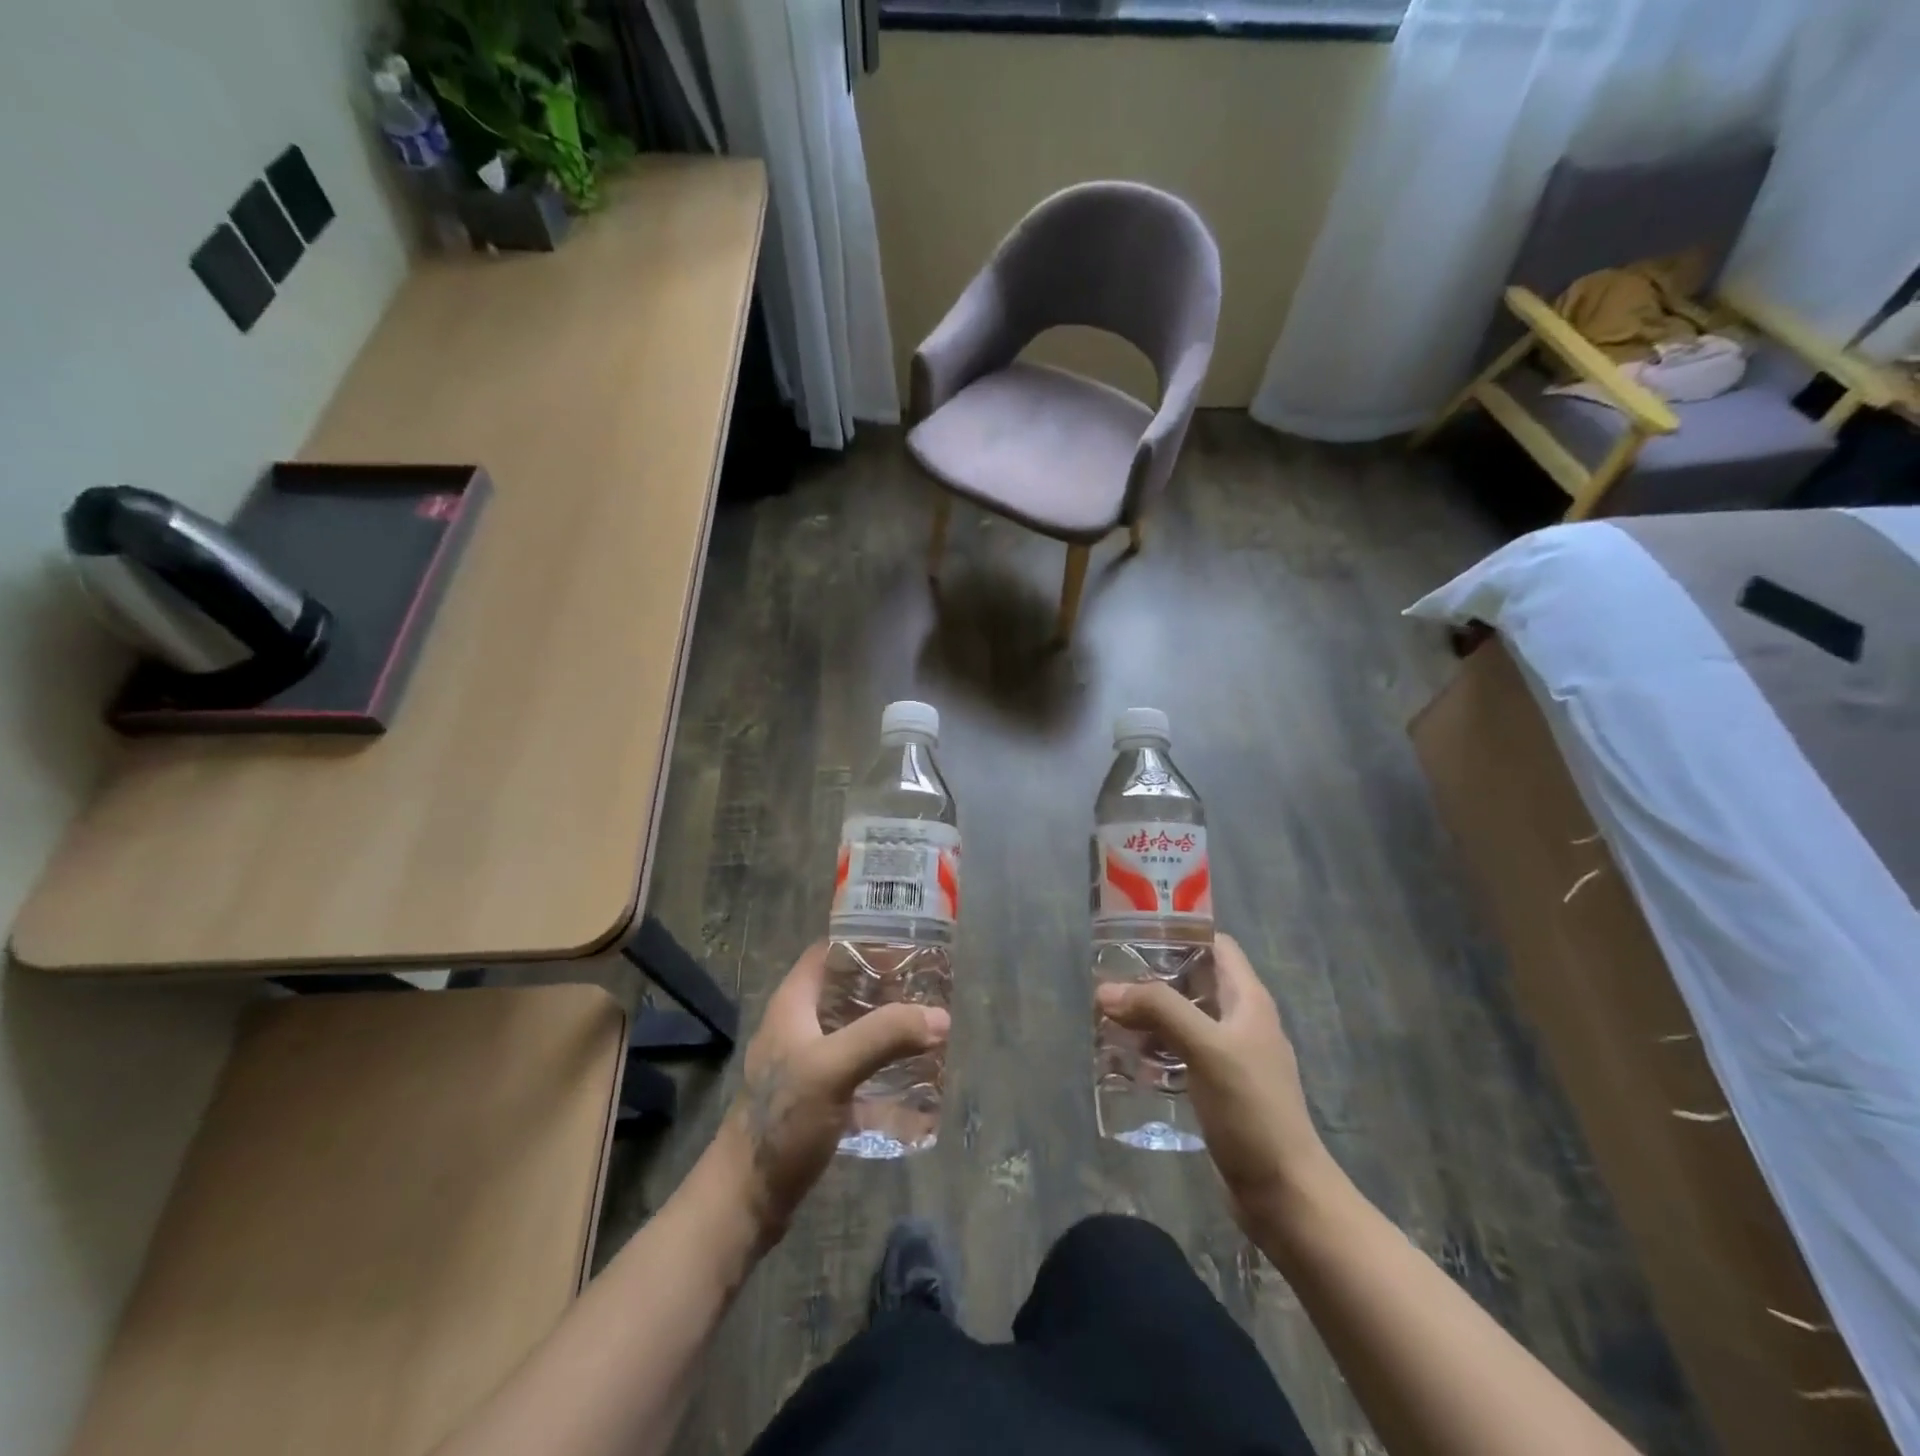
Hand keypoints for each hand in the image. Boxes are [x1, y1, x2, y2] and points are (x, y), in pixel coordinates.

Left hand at [710, 941, 949, 1246]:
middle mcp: (799, 1025)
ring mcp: (808, 1062)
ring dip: (888, 1026)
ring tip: (930, 1026)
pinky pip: (858, 1067)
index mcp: (793, 1004)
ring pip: (854, 1028)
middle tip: (930, 986)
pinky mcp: (818, 1095)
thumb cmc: (782, 1121)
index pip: (829, 951)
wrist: (746, 1200)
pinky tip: (915, 1076)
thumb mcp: (833, 1069)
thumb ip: (884, 1036)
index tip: (909, 942)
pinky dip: (883, 1065)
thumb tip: (940, 1017)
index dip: (865, 940)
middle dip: (887, 986)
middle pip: (847, 989)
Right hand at [1097, 933, 1334, 1231]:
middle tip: (1110, 979)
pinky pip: (1181, 1054)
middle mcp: (1241, 1021)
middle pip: (1193, 981)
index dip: (1180, 932)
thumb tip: (1106, 990)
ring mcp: (1231, 1056)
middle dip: (1153, 977)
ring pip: (1184, 1019)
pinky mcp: (1219, 1088)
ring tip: (1108, 1016)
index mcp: (1248, 1000)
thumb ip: (1159, 1010)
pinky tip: (1127, 1059)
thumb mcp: (1206, 1048)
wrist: (1284, 1193)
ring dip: (1150, 1015)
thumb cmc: (1252, 1109)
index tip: (1135, 933)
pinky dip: (1155, 1049)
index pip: (1215, 944)